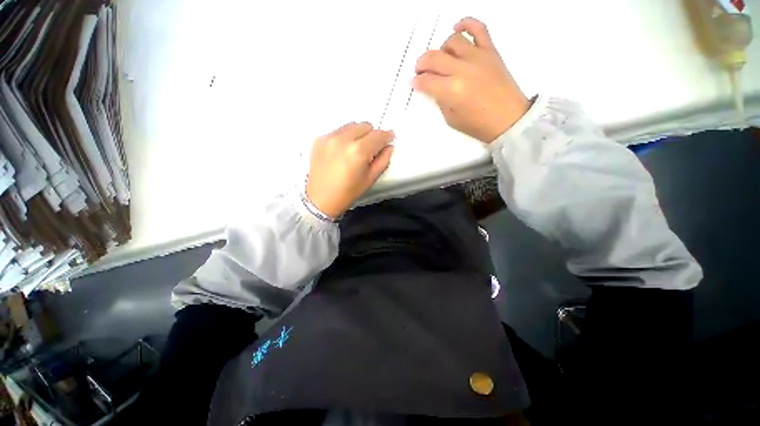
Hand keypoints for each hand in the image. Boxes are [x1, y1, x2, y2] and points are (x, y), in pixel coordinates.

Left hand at [306, 122, 394, 218]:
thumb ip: (383, 160)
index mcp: (358, 151)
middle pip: (365, 126)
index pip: (378, 135)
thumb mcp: (370, 179)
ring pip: (351, 126)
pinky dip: (344, 137)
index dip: (387, 136)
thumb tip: (388, 146)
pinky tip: (342, 152)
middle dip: (372, 135)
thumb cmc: (348, 192)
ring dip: (358, 134)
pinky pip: (338, 131)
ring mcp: (329, 137)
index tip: (389, 137)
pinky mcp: (319, 139)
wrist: (320, 199)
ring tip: (355, 149)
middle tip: (371, 148)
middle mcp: (343, 139)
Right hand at [412, 17, 529, 143]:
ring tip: (440, 58)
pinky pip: (479, 28)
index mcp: (451, 91)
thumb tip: (435, 88)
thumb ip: (441, 101)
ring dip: (440, 49)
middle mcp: (462, 70)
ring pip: (452, 41)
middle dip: (421, 64)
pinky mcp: (491, 51)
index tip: (414, 82)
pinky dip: (466, 24)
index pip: (427, 81)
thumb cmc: (479, 125)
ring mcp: (477, 57)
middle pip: (434, 58)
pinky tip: (457, 28)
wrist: (509, 119)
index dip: (417, 82)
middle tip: (420, 70)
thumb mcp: (452, 119)